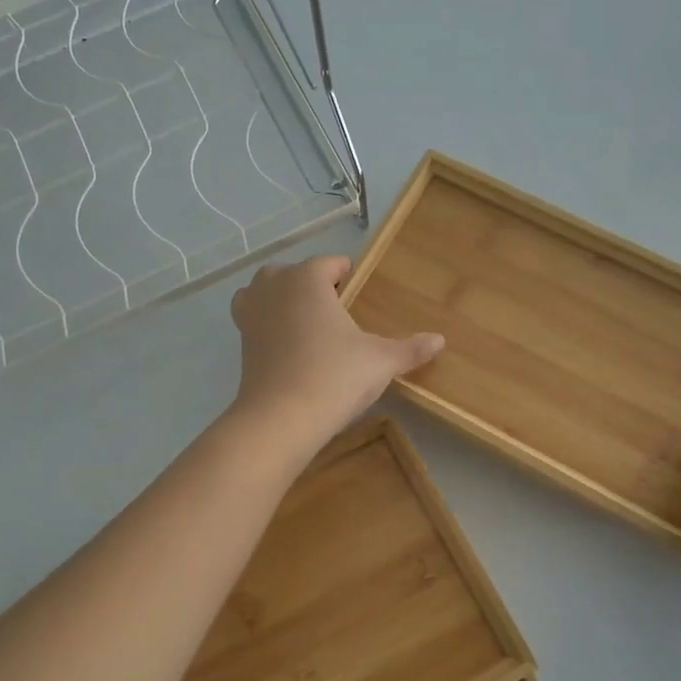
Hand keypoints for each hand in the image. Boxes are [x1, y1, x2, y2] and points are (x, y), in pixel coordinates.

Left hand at [228, 256, 444, 450]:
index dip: (347, 274)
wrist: (281, 418)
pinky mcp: (241, 340)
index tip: (360, 290)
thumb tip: (440, 340)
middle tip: (336, 309)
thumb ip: (410, 348)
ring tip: (306, 321)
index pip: (330, 263)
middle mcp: (274, 287)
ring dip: (281, 298)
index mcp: (307, 279)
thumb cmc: (335, 376)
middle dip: (312, 284)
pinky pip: (253, 318)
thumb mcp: (381, 361)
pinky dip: (266, 323)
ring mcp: (251, 313)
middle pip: (292, 272)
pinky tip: (287, 345)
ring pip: (264, 291)